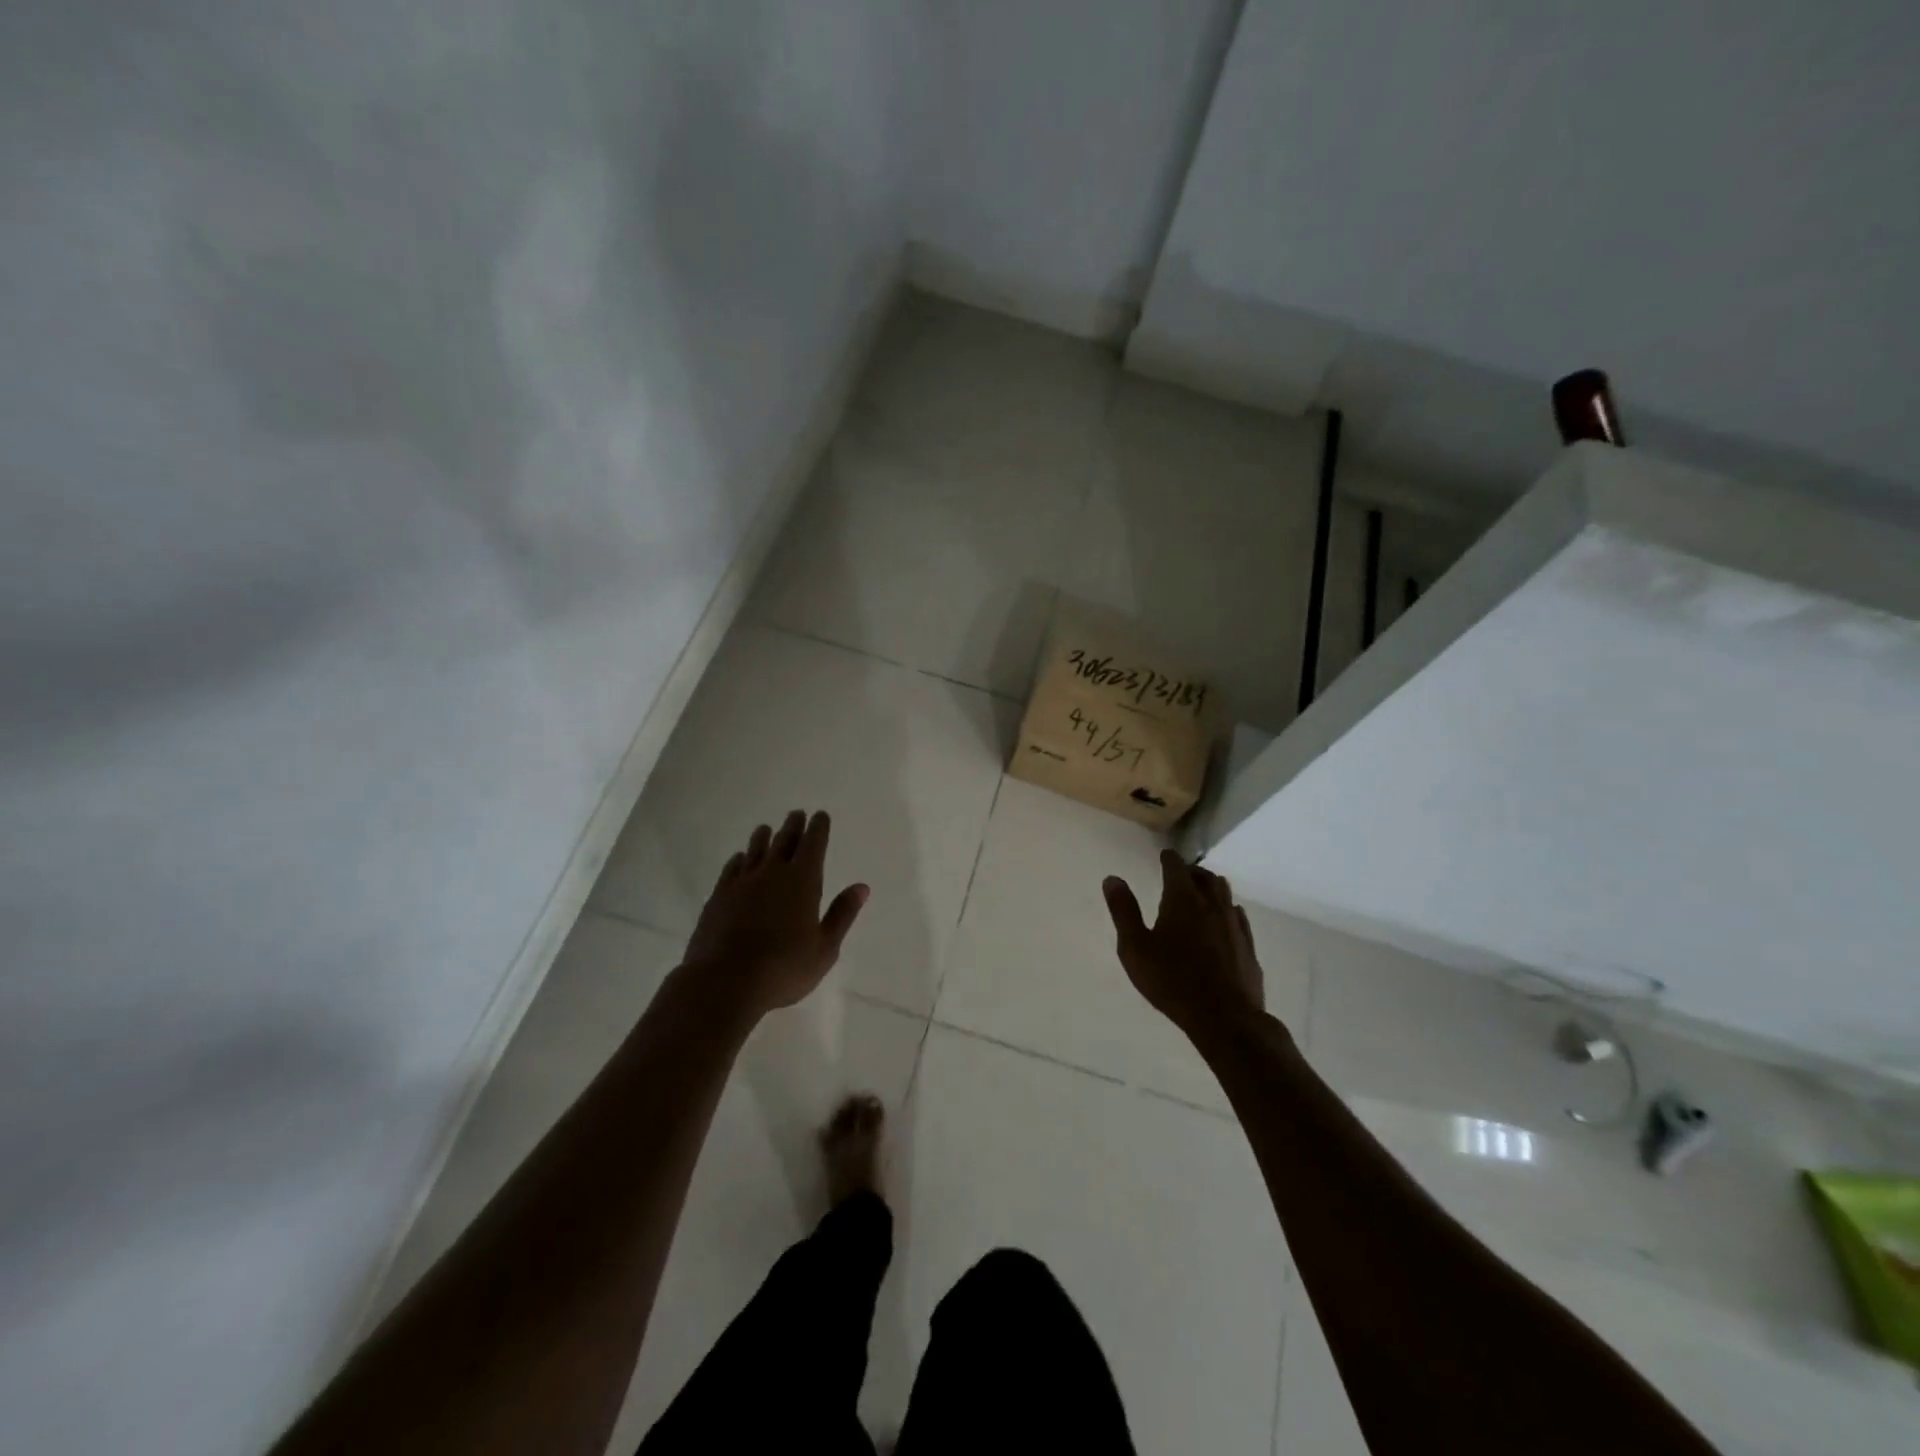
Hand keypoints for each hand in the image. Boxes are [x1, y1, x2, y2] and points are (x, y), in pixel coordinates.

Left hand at [682, 810, 868, 1017]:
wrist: (724, 981)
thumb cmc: (784, 968)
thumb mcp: (824, 948)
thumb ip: (842, 914)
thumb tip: (861, 887)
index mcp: (803, 880)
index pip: (813, 843)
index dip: (818, 828)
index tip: (820, 816)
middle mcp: (773, 872)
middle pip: (785, 840)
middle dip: (794, 826)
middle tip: (797, 814)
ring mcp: (742, 882)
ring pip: (755, 850)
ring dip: (764, 837)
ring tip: (767, 829)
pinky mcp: (718, 896)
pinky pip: (732, 868)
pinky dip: (739, 859)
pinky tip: (740, 859)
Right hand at [1102, 849, 1265, 1037]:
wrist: (1224, 1017)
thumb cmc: (1171, 980)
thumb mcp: (1134, 947)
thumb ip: (1123, 911)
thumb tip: (1112, 879)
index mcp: (1182, 900)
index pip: (1176, 867)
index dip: (1169, 859)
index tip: (1164, 856)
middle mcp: (1212, 905)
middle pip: (1205, 877)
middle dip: (1192, 871)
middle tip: (1182, 873)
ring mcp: (1234, 925)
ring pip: (1225, 894)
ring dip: (1212, 887)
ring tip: (1202, 891)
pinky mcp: (1248, 947)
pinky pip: (1238, 917)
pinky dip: (1228, 910)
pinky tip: (1225, 920)